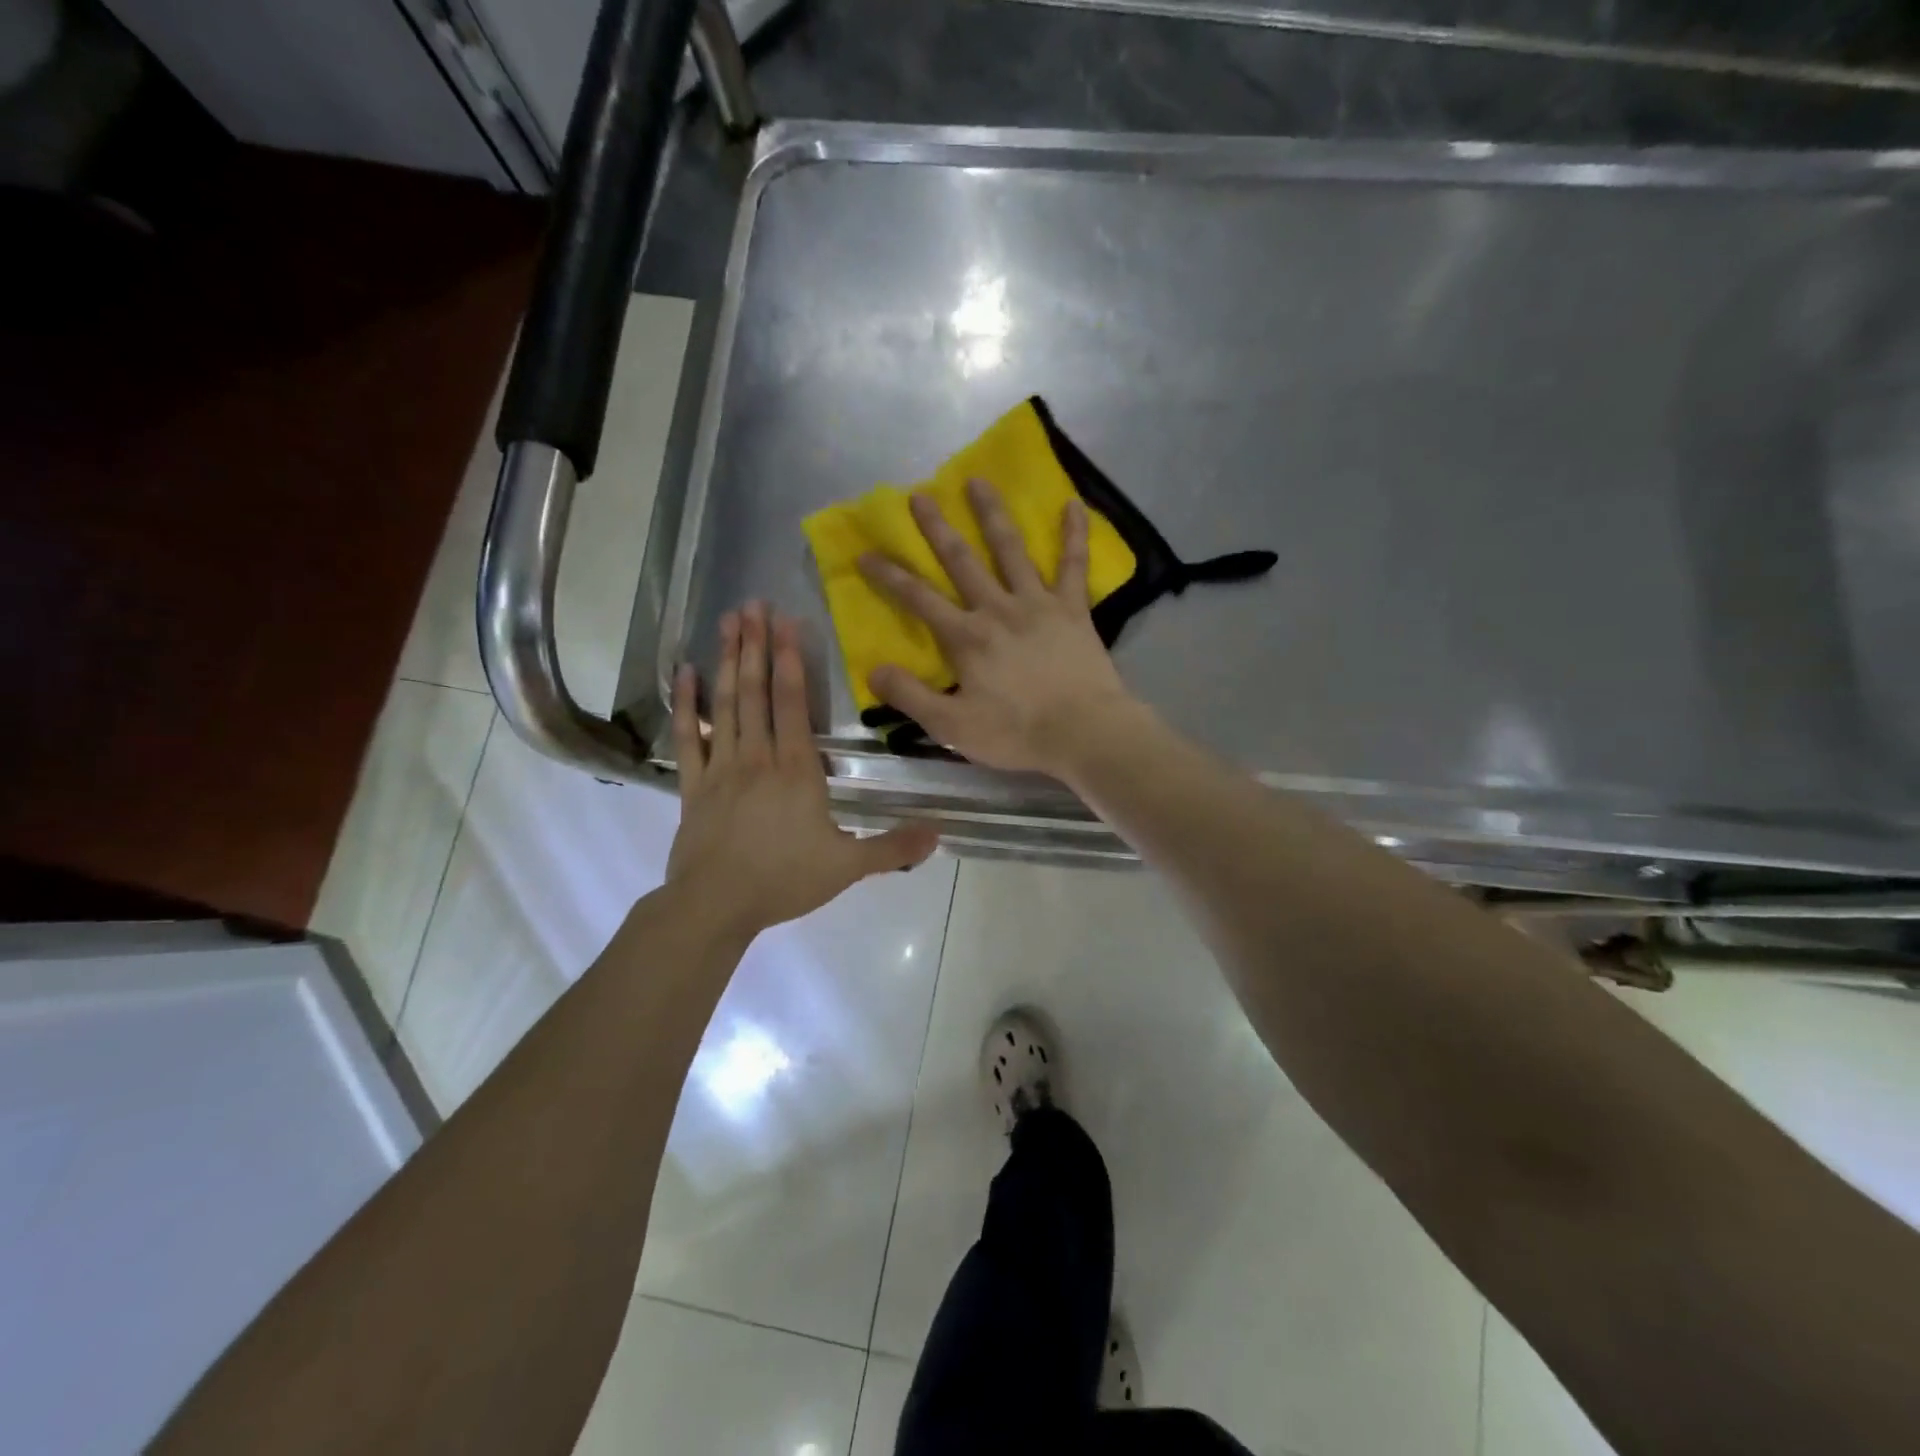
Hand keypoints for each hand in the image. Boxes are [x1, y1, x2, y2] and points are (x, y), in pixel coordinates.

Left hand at [667, 602, 937, 934]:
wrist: (715, 905)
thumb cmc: (784, 880)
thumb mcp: (847, 866)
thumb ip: (892, 848)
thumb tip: (939, 834)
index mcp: (796, 769)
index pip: (794, 703)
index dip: (792, 660)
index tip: (787, 622)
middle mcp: (758, 756)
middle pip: (757, 691)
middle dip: (757, 645)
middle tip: (753, 604)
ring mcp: (721, 767)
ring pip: (726, 704)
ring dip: (728, 660)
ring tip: (728, 621)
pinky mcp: (693, 784)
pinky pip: (689, 736)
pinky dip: (687, 704)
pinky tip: (685, 673)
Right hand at [856, 478, 1135, 774]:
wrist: (1084, 733)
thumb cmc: (1016, 733)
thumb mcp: (952, 726)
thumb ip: (910, 696)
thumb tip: (874, 669)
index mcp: (965, 638)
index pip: (918, 599)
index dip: (889, 576)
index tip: (866, 552)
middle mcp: (997, 609)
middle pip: (961, 561)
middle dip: (936, 528)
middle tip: (919, 495)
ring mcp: (1037, 603)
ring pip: (1011, 549)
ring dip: (992, 514)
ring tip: (978, 481)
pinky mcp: (1073, 609)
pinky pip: (1074, 565)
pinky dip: (1074, 534)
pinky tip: (1073, 503)